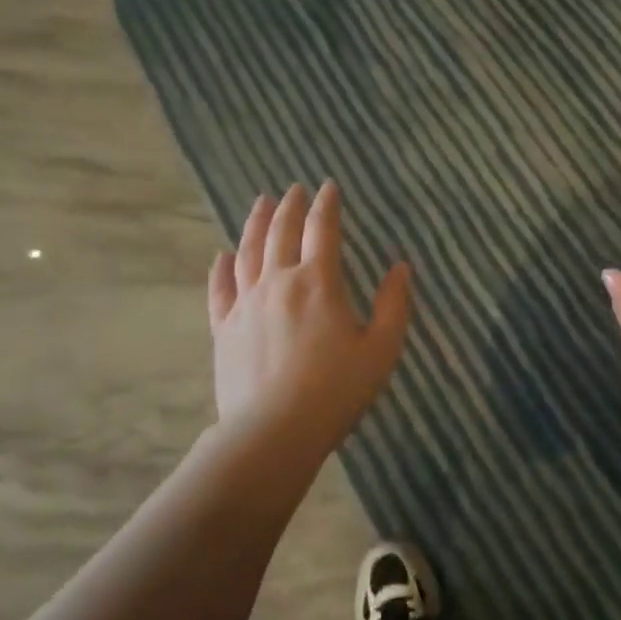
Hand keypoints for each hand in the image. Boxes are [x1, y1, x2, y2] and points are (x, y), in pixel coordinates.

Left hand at [207, 181, 411, 456]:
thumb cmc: (336, 391)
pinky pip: (219, 289)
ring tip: (260, 203)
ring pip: (248, 251)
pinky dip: (221, 267)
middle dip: (290, 206)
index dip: (327, 205)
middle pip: (281, 232)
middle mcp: (279, 282)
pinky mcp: (223, 329)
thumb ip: (394, 304)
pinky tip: (222, 255)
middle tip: (294, 189)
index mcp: (319, 283)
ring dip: (255, 223)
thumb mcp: (382, 349)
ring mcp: (245, 304)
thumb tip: (401, 267)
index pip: (322, 230)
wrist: (273, 432)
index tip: (328, 187)